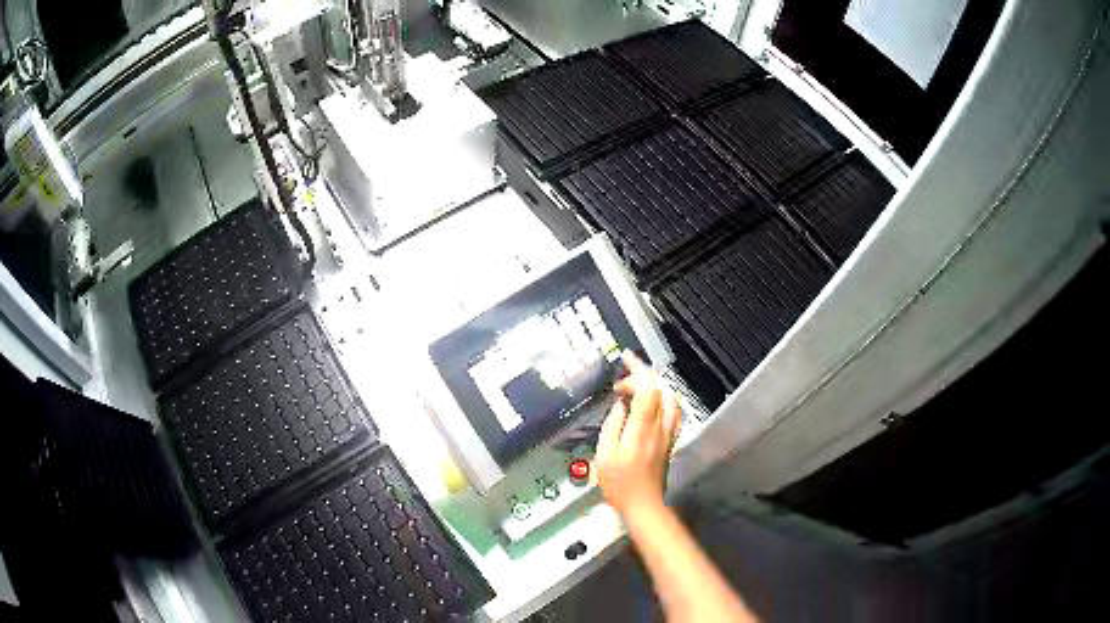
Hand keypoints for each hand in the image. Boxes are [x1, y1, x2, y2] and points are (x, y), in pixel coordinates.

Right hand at [596, 350, 681, 517]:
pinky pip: (673, 410)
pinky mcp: (671, 439)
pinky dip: (662, 398)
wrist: (644, 505)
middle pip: (660, 388)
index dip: (638, 369)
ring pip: (670, 397)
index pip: (647, 388)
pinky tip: (650, 404)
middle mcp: (660, 426)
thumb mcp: (604, 456)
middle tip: (621, 382)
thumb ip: (612, 426)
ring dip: (654, 386)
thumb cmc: (619, 484)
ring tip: (634, 388)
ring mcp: (669, 432)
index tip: (625, 359)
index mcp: (642, 428)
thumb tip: (620, 405)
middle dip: (642, 376)